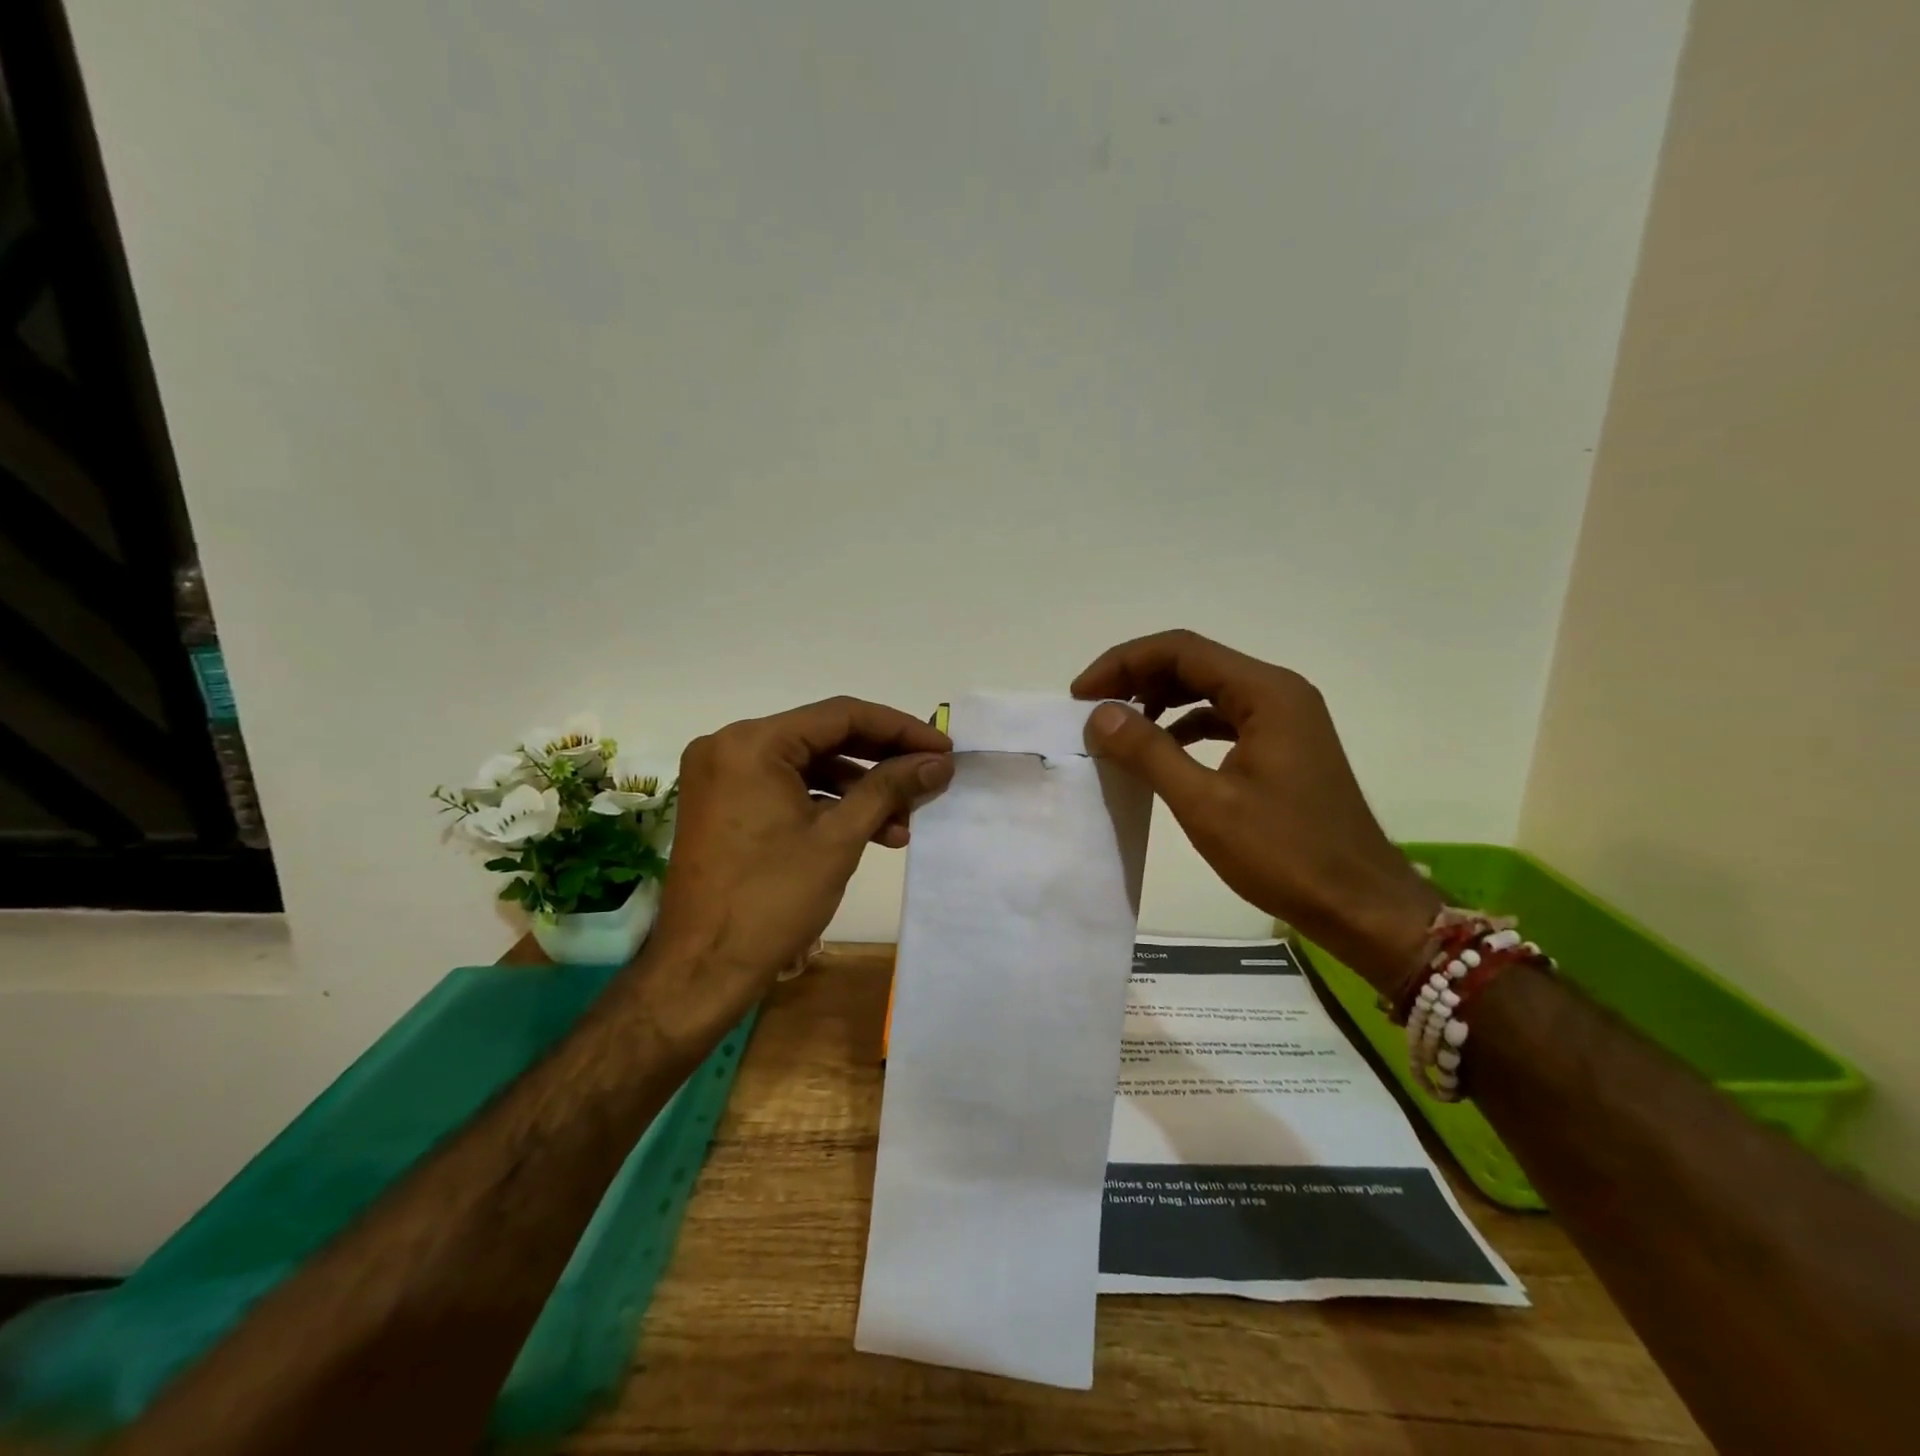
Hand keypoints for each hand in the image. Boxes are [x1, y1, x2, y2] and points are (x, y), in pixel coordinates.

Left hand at [646, 697, 952, 1032]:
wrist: (702, 969)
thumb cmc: (772, 900)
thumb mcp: (839, 838)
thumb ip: (889, 789)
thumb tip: (938, 762)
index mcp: (752, 743)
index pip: (841, 715)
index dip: (899, 729)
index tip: (942, 748)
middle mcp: (730, 745)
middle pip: (824, 737)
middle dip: (882, 761)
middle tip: (929, 777)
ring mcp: (723, 776)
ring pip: (808, 766)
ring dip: (859, 790)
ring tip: (905, 822)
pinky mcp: (724, 804)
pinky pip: (786, 789)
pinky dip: (827, 805)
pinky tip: (871, 832)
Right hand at [1072, 630, 1438, 993]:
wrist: (1360, 904)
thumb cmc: (1286, 854)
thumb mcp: (1205, 804)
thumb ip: (1149, 751)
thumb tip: (1099, 715)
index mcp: (1267, 692)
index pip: (1181, 650)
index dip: (1123, 663)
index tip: (1082, 694)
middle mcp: (1279, 692)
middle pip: (1194, 663)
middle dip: (1137, 678)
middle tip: (1091, 709)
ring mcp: (1285, 719)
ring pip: (1208, 689)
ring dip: (1160, 700)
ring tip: (1118, 726)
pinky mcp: (1283, 746)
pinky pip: (1224, 718)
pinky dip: (1185, 725)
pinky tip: (1161, 750)